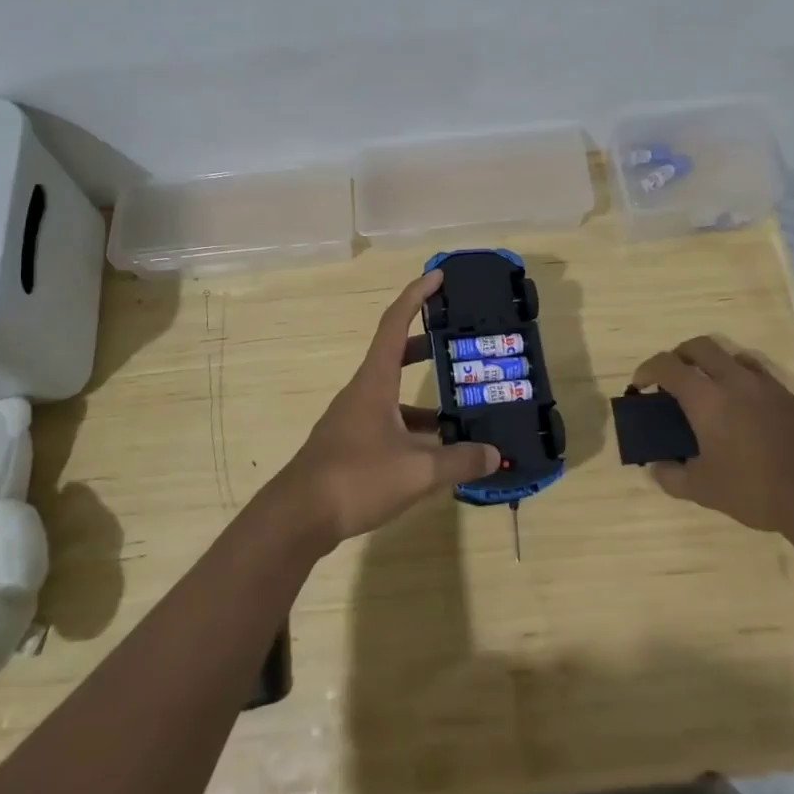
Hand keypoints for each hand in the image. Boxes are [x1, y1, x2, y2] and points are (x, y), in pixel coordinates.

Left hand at [265, 270, 499, 553]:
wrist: (298, 517)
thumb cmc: (356, 479)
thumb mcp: (418, 471)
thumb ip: (459, 460)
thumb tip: (495, 455)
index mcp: (375, 382)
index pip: (395, 323)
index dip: (417, 295)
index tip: (438, 276)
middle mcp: (362, 392)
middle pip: (395, 353)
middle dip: (427, 342)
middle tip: (459, 339)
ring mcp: (354, 419)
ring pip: (394, 392)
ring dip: (423, 391)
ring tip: (462, 402)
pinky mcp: (351, 444)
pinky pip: (389, 421)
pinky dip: (414, 426)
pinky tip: (437, 449)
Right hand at [632, 336, 793, 532]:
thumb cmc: (753, 489)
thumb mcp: (702, 490)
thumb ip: (671, 476)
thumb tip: (656, 467)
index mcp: (706, 398)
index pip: (667, 365)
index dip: (648, 369)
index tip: (641, 384)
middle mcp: (734, 381)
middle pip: (700, 346)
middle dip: (679, 355)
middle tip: (672, 378)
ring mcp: (767, 386)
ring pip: (733, 356)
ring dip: (714, 364)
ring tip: (710, 390)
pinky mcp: (792, 398)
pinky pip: (760, 377)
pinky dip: (743, 382)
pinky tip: (745, 410)